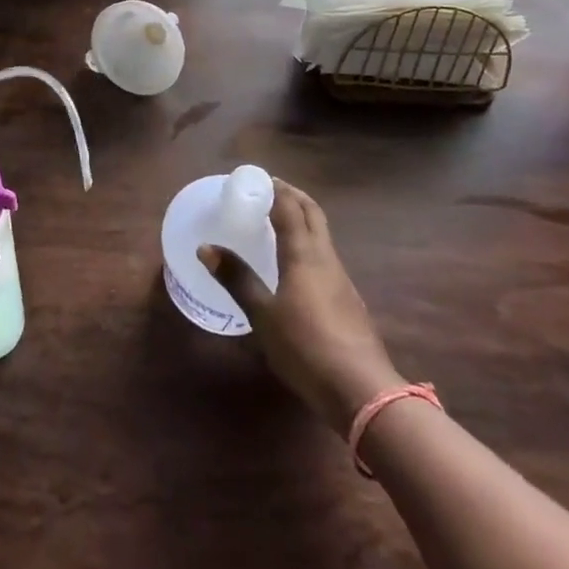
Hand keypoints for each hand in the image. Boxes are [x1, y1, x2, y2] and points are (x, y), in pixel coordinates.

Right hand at [201, 179, 401, 437]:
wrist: (363, 391)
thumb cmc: (305, 347)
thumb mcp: (263, 315)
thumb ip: (237, 279)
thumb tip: (205, 247)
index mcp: (304, 254)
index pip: (290, 207)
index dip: (274, 188)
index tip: (255, 177)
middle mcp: (325, 258)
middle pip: (313, 214)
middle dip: (293, 196)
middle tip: (269, 189)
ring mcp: (341, 279)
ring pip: (322, 235)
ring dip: (303, 218)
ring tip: (278, 221)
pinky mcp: (349, 301)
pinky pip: (325, 256)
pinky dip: (309, 243)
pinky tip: (296, 263)